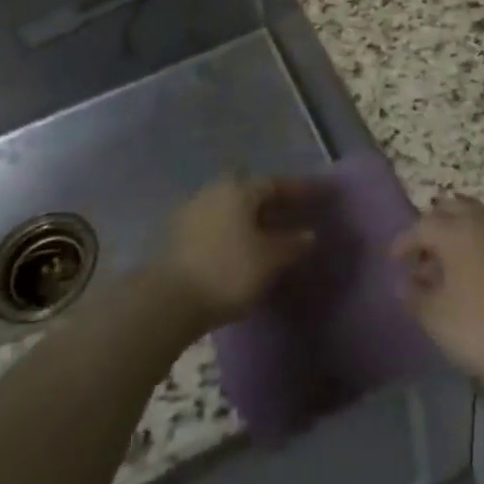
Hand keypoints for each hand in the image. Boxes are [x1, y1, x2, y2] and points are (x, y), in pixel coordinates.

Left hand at [155, 175, 315, 332]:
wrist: (167, 300)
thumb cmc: (228, 271)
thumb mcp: (269, 260)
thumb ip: (292, 244)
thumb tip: (309, 234)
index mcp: (240, 188)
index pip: (274, 183)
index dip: (297, 190)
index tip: (315, 197)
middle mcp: (215, 189)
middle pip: (250, 191)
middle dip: (271, 203)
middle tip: (290, 216)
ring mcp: (192, 209)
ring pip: (231, 207)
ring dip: (249, 218)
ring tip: (267, 235)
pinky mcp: (177, 233)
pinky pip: (215, 224)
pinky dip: (231, 231)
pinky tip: (240, 249)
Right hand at [391, 196, 483, 398]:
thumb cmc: (483, 328)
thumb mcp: (437, 318)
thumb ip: (415, 296)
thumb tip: (404, 282)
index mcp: (456, 230)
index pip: (422, 225)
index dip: (404, 241)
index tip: (393, 259)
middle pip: (453, 209)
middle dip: (434, 226)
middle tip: (424, 254)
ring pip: (480, 219)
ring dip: (461, 233)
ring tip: (452, 265)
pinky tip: (482, 273)